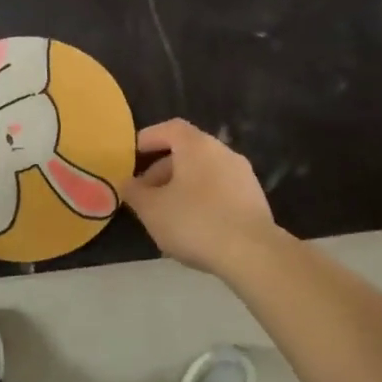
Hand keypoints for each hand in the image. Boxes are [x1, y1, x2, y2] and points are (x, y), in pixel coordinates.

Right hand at [121, 119, 277, 275]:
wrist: (252, 253)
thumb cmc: (195, 222)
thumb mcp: (151, 209)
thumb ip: (134, 192)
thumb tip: (127, 183)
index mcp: (197, 146)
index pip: (169, 128)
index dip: (149, 138)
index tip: (132, 155)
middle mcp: (223, 152)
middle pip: (187, 151)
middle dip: (162, 170)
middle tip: (145, 194)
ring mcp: (243, 175)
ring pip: (204, 173)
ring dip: (181, 187)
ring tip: (166, 215)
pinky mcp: (254, 199)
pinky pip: (219, 191)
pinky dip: (201, 200)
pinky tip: (192, 227)